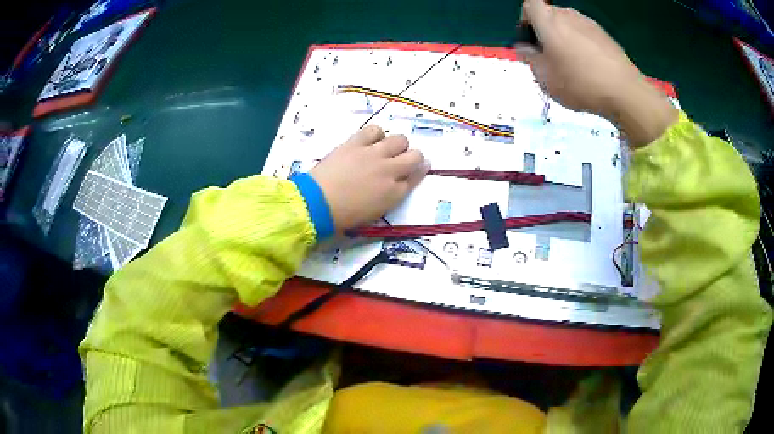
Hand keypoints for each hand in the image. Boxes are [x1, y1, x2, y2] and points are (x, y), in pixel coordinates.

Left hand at [310, 126, 428, 230]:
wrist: (318, 203)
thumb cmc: (345, 215)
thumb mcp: (376, 212)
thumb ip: (392, 196)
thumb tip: (400, 182)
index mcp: (394, 193)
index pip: (417, 177)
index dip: (420, 170)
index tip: (419, 167)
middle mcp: (390, 171)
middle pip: (415, 156)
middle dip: (412, 157)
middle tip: (400, 160)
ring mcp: (374, 154)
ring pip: (400, 139)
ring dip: (397, 144)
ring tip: (385, 149)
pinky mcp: (356, 143)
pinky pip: (374, 129)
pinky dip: (377, 134)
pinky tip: (371, 140)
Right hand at [516, 0, 677, 145]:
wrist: (625, 92)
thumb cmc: (580, 83)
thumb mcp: (545, 77)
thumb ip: (529, 58)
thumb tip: (524, 48)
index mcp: (549, 21)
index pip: (529, 5)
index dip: (526, 20)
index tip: (530, 41)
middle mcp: (568, 15)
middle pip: (550, 15)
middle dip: (545, 32)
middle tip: (550, 57)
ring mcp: (589, 24)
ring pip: (569, 25)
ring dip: (565, 39)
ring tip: (572, 65)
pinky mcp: (605, 35)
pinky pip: (586, 34)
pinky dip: (582, 45)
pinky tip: (590, 68)